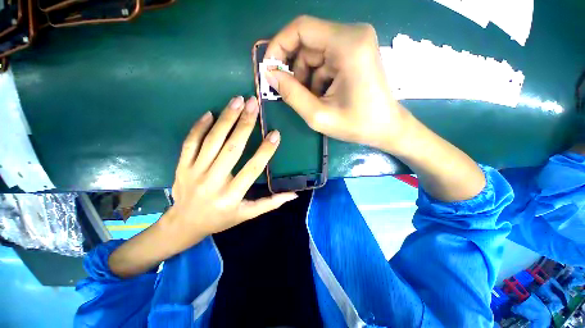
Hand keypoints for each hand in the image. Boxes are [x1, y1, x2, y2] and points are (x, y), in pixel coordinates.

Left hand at [163, 96, 297, 250]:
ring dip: (226, 119)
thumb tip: (293, 194)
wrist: (184, 224)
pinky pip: (190, 142)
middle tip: (254, 104)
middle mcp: (213, 182)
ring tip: (237, 101)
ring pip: (211, 141)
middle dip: (245, 124)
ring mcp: (194, 172)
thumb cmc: (221, 219)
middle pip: (232, 149)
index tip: (275, 134)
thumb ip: (270, 203)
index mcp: (232, 196)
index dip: (265, 151)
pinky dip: (199, 126)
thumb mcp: (247, 215)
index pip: (253, 169)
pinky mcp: (181, 166)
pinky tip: (210, 113)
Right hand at [265, 15, 411, 152]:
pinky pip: (324, 60)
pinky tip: (323, 96)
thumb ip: (291, 94)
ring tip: (313, 100)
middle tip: (292, 94)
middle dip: (294, 69)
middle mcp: (353, 35)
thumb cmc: (356, 125)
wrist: (386, 128)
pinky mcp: (354, 53)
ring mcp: (355, 42)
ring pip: (314, 53)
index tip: (269, 70)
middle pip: (307, 42)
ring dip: (306, 77)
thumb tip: (270, 75)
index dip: (278, 46)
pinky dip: (317, 78)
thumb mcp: (318, 116)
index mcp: (347, 45)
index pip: (301, 28)